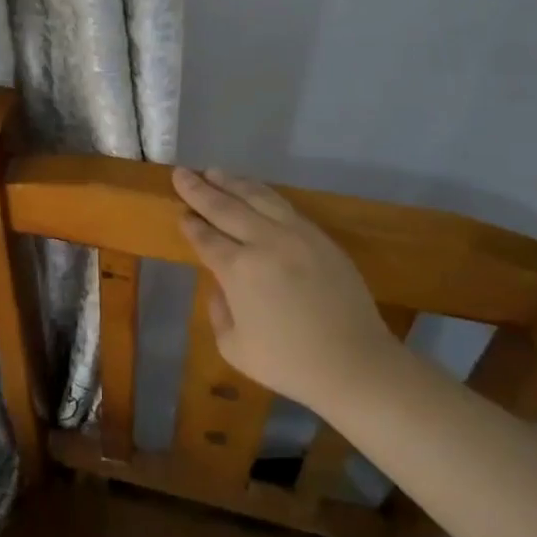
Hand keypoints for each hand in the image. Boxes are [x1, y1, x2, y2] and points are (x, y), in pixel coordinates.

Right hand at [172, 167, 399, 413]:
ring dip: (231, 182)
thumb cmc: (289, 363)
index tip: (180, 212)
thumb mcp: (234, 347)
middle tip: (181, 173)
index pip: (206, 238)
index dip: (190, 224)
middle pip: (225, 208)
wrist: (355, 365)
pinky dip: (262, 194)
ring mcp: (296, 235)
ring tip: (213, 172)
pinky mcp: (320, 237)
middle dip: (199, 190)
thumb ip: (219, 310)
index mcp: (238, 270)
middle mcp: (264, 242)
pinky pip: (284, 206)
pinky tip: (252, 191)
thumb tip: (221, 285)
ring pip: (257, 197)